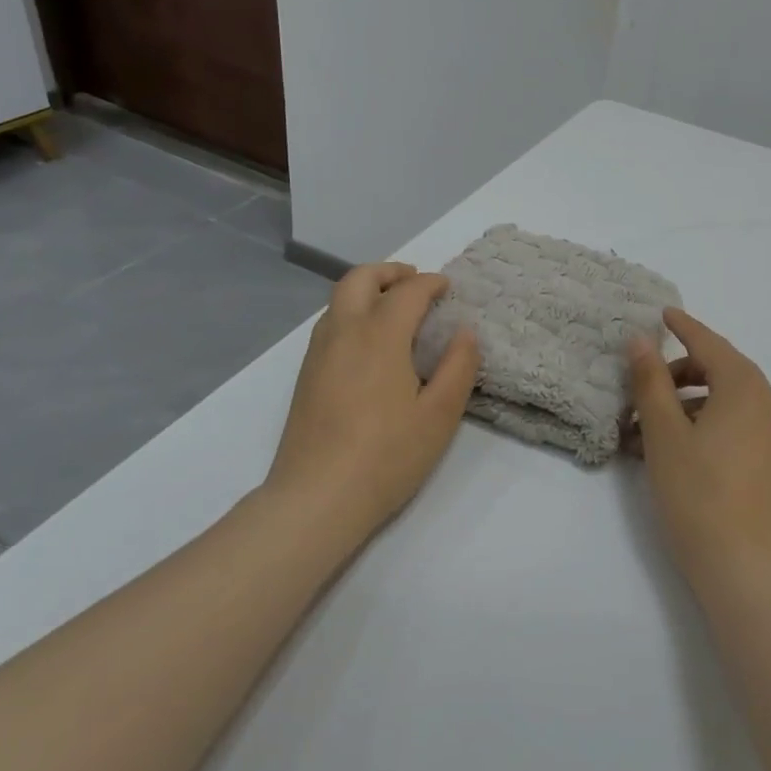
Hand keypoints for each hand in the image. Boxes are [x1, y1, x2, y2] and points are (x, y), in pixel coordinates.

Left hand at [270, 262, 479, 533]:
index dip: (431, 284)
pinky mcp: (305, 375)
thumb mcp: (439, 415)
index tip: (448, 288)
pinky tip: (370, 343)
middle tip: (416, 281)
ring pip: (339, 299)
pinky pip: (330, 323)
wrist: (316, 498)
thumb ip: (458, 367)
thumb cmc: (387, 456)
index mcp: (379, 336)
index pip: (407, 292)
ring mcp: (318, 353)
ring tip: (396, 308)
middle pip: (360, 278)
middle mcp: (343, 332)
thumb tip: (465, 332)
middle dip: (390, 271)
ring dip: (368, 290)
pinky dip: (353, 312)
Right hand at [628, 309, 770, 589]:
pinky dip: (706, 421)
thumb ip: (650, 381)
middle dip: (679, 372)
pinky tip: (674, 446)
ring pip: (726, 398)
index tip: (662, 313)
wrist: (743, 568)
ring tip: (647, 426)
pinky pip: (736, 422)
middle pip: (719, 369)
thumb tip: (641, 340)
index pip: (709, 343)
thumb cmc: (698, 493)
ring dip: (688, 401)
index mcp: (745, 387)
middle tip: (642, 385)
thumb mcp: (664, 433)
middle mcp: (768, 401)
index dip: (683, 326)